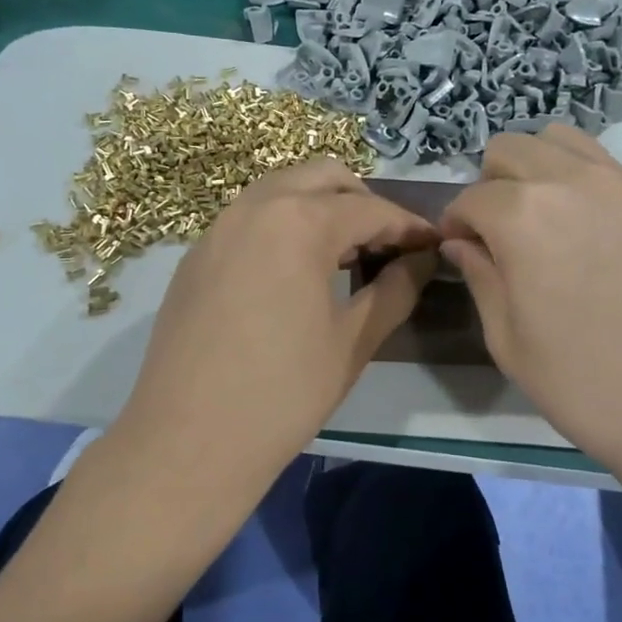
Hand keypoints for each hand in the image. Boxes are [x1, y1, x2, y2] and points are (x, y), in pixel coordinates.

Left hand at [116, 159, 436, 489]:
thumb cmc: (283, 393)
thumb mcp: (353, 341)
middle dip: (363, 202)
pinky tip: (295, 274)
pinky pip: (251, 219)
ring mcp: (218, 228)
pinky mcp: (196, 256)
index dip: (409, 226)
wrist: (187, 442)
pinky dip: (284, 226)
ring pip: (282, 191)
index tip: (434, 246)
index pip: (370, 209)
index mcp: (299, 222)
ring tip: (346, 257)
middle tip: (387, 246)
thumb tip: (422, 260)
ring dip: (321, 209)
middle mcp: (255, 207)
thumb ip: (395, 289)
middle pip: (323, 178)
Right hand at [440, 127, 621, 482]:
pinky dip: (577, 178)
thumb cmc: (584, 383)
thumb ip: (480, 277)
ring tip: (540, 219)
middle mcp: (570, 180)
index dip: (455, 223)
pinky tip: (585, 228)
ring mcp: (621, 183)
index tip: (458, 249)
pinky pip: (603, 163)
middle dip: (491, 184)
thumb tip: (462, 244)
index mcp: (522, 215)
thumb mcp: (509, 340)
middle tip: (496, 233)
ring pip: (560, 140)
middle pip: (511, 148)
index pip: (471, 197)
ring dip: (535, 168)